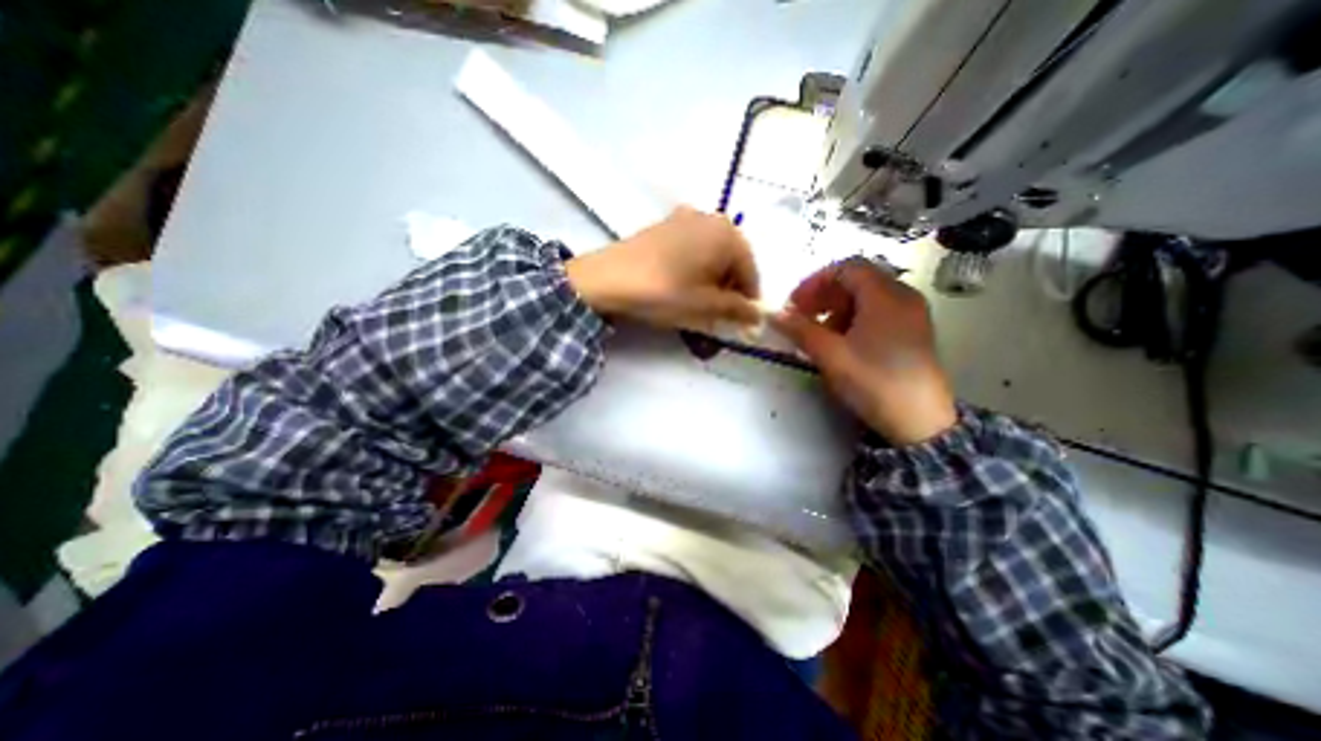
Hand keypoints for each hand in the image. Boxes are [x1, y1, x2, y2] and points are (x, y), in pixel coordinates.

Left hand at [563, 205, 758, 329]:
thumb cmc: (665, 292)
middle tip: (719, 316)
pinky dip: (693, 270)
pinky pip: (690, 250)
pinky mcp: (663, 227)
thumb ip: (738, 310)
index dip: (748, 302)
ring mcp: (683, 219)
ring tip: (699, 304)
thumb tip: (758, 317)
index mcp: (728, 233)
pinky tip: (681, 287)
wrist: (608, 279)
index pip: (751, 273)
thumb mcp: (706, 306)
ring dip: (711, 281)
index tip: (743, 324)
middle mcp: (710, 218)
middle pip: (731, 261)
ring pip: (710, 255)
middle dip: (729, 290)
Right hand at [772, 258, 956, 445]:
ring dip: (836, 309)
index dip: (814, 282)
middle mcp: (902, 297)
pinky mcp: (912, 333)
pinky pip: (877, 313)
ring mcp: (911, 315)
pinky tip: (841, 343)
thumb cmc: (873, 381)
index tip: (794, 304)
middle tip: (801, 317)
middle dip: (823, 296)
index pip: (846, 268)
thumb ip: (800, 330)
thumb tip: (773, 314)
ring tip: (818, 333)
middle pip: (856, 280)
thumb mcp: (830, 355)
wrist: (920, 422)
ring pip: (866, 298)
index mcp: (885, 295)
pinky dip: (853, 320)